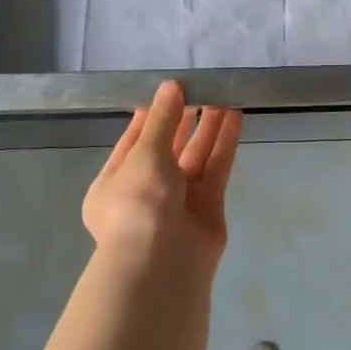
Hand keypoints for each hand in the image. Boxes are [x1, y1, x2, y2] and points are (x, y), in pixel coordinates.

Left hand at [83, 81, 242, 262]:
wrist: (162, 263)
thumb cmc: (139, 202)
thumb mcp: (144, 154)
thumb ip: (162, 120)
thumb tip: (171, 86)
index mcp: (115, 181)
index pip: (134, 141)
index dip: (152, 115)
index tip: (170, 89)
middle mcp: (146, 190)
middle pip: (168, 147)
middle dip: (183, 118)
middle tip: (201, 87)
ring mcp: (179, 200)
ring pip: (195, 155)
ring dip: (208, 127)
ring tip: (223, 94)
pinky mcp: (208, 207)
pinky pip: (216, 168)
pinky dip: (224, 143)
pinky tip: (235, 117)